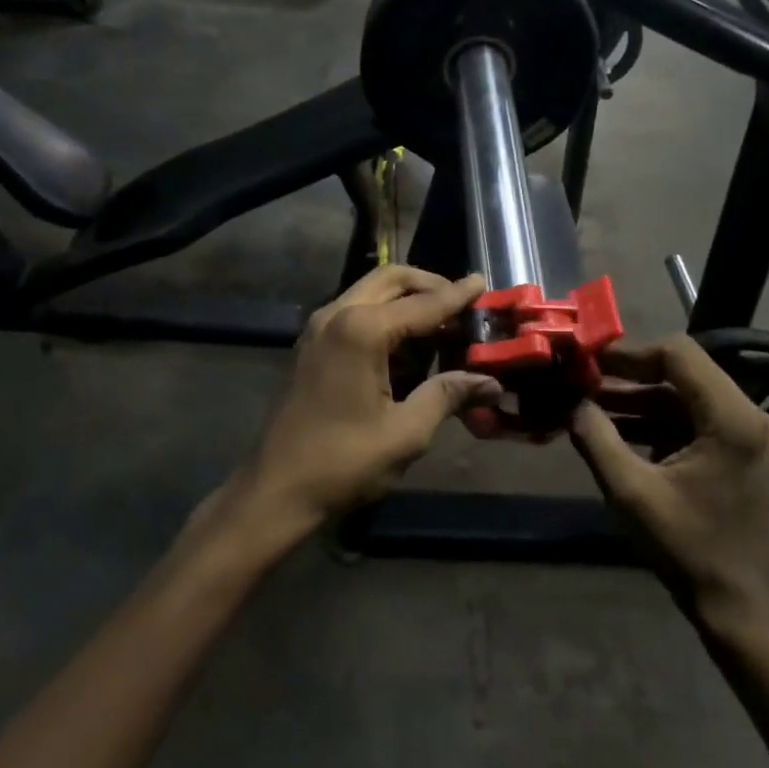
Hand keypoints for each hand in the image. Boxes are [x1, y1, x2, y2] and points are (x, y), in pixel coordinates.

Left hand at [233, 266, 499, 538]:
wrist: (277, 488)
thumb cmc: (343, 462)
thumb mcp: (406, 432)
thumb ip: (448, 395)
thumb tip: (491, 382)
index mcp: (362, 330)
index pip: (423, 303)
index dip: (458, 295)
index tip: (484, 282)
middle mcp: (337, 314)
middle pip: (392, 279)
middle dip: (429, 286)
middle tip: (462, 307)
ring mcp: (319, 326)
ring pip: (371, 291)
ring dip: (406, 299)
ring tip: (440, 328)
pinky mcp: (311, 343)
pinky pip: (355, 310)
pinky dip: (384, 314)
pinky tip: (406, 347)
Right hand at [570, 337, 768, 644]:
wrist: (734, 602)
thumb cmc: (686, 547)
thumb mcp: (629, 491)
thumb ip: (595, 437)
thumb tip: (570, 402)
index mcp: (731, 419)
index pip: (678, 354)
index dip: (629, 353)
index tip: (588, 361)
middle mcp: (747, 414)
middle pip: (681, 370)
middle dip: (628, 373)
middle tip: (582, 378)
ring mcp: (745, 431)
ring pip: (681, 393)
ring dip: (636, 396)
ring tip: (586, 402)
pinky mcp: (735, 447)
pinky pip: (688, 416)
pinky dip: (651, 418)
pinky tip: (611, 426)